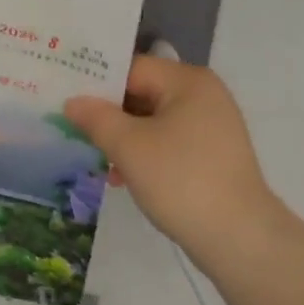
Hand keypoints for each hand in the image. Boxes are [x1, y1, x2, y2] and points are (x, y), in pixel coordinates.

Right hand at [65, 57, 281, 268]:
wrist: (238, 236)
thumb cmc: (180, 180)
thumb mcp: (129, 146)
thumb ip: (96, 118)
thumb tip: (73, 102)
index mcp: (188, 81)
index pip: (132, 68)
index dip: (97, 83)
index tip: (65, 99)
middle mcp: (204, 95)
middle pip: (143, 93)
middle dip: (108, 115)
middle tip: (73, 131)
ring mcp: (212, 126)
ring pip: (153, 121)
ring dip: (123, 139)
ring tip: (96, 160)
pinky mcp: (212, 155)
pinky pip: (169, 143)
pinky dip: (145, 154)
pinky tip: (123, 177)